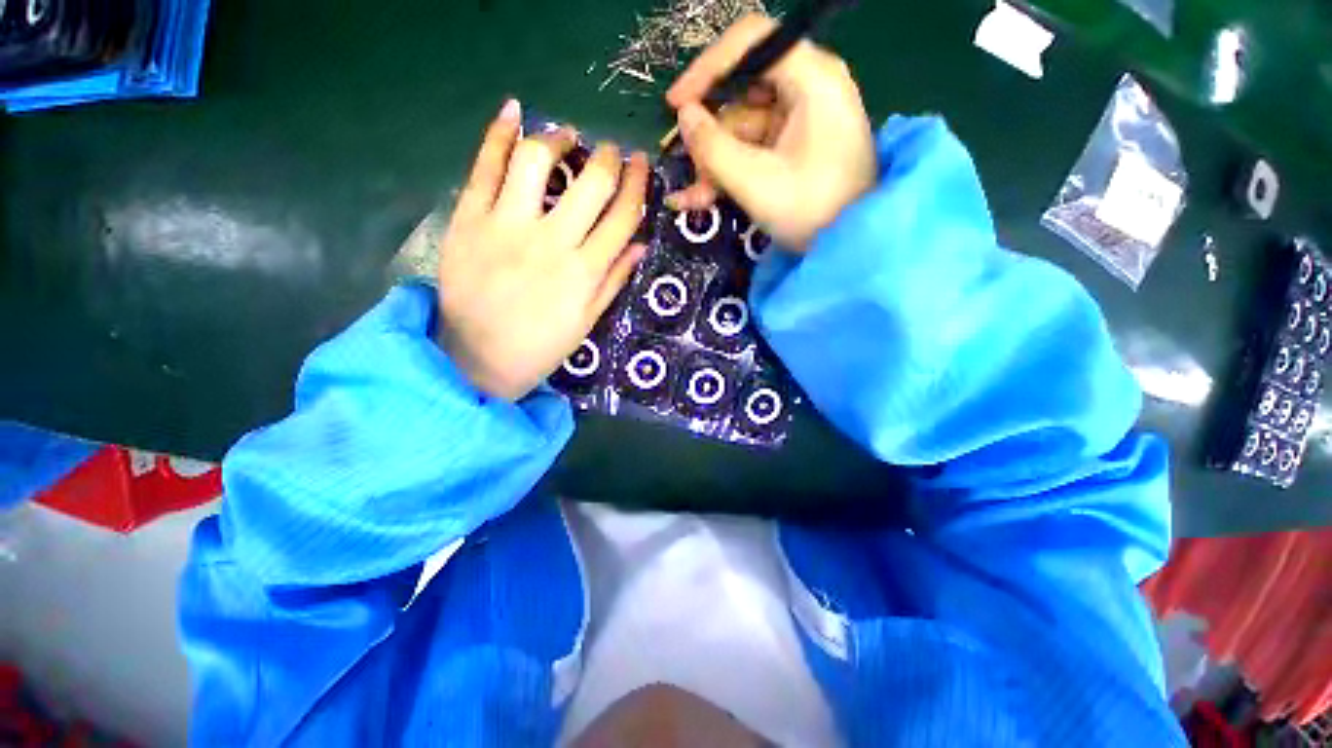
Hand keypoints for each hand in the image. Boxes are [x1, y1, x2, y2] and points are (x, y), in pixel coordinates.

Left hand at [436, 100, 649, 400]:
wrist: (477, 359)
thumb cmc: (541, 346)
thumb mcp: (586, 321)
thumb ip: (614, 279)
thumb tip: (641, 243)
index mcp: (584, 272)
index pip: (622, 215)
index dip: (637, 184)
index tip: (640, 164)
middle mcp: (551, 242)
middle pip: (591, 182)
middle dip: (608, 158)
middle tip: (610, 152)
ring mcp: (506, 227)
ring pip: (537, 161)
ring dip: (558, 139)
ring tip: (566, 137)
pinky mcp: (468, 220)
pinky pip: (484, 166)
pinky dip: (498, 133)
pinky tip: (513, 111)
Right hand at [665, 14, 877, 251]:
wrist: (851, 246)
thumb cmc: (812, 211)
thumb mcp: (756, 182)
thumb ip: (713, 148)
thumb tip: (684, 116)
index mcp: (811, 78)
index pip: (751, 42)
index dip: (707, 68)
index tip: (676, 105)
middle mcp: (807, 88)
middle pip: (742, 93)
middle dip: (710, 136)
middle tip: (686, 167)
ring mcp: (800, 119)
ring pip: (741, 128)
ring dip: (714, 164)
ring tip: (693, 199)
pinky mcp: (794, 147)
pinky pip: (752, 149)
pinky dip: (728, 172)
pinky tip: (702, 198)